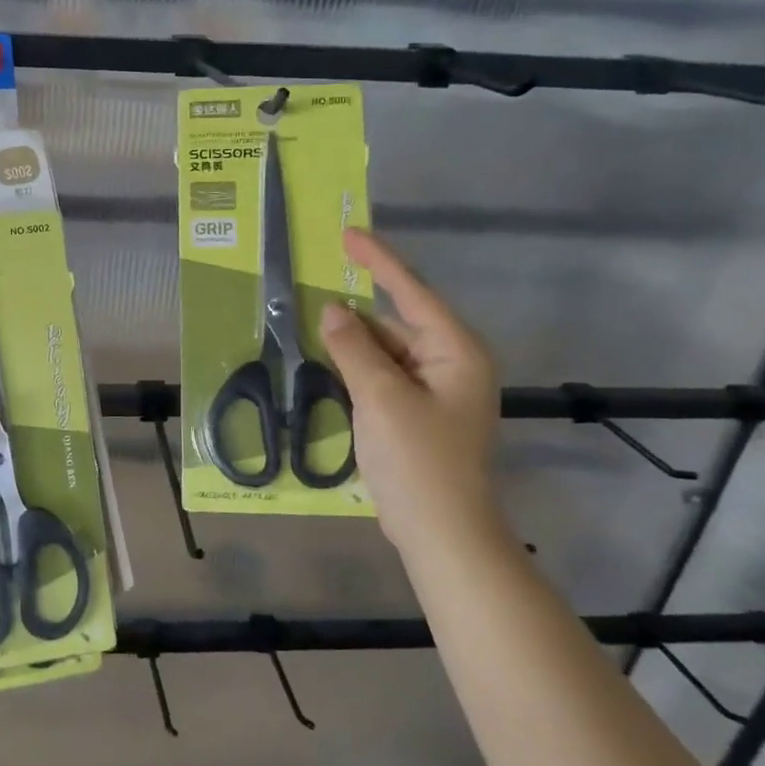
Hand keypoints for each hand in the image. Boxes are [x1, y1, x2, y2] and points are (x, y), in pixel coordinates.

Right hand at [320, 228, 500, 545]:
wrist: (442, 533)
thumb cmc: (419, 461)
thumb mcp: (381, 398)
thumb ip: (354, 349)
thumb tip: (330, 310)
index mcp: (455, 350)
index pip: (412, 291)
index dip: (378, 260)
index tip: (347, 232)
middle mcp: (450, 362)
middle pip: (396, 323)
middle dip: (354, 316)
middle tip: (309, 302)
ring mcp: (435, 390)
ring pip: (385, 351)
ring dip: (352, 346)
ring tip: (309, 333)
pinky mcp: (418, 413)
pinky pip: (383, 376)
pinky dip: (357, 370)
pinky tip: (327, 367)